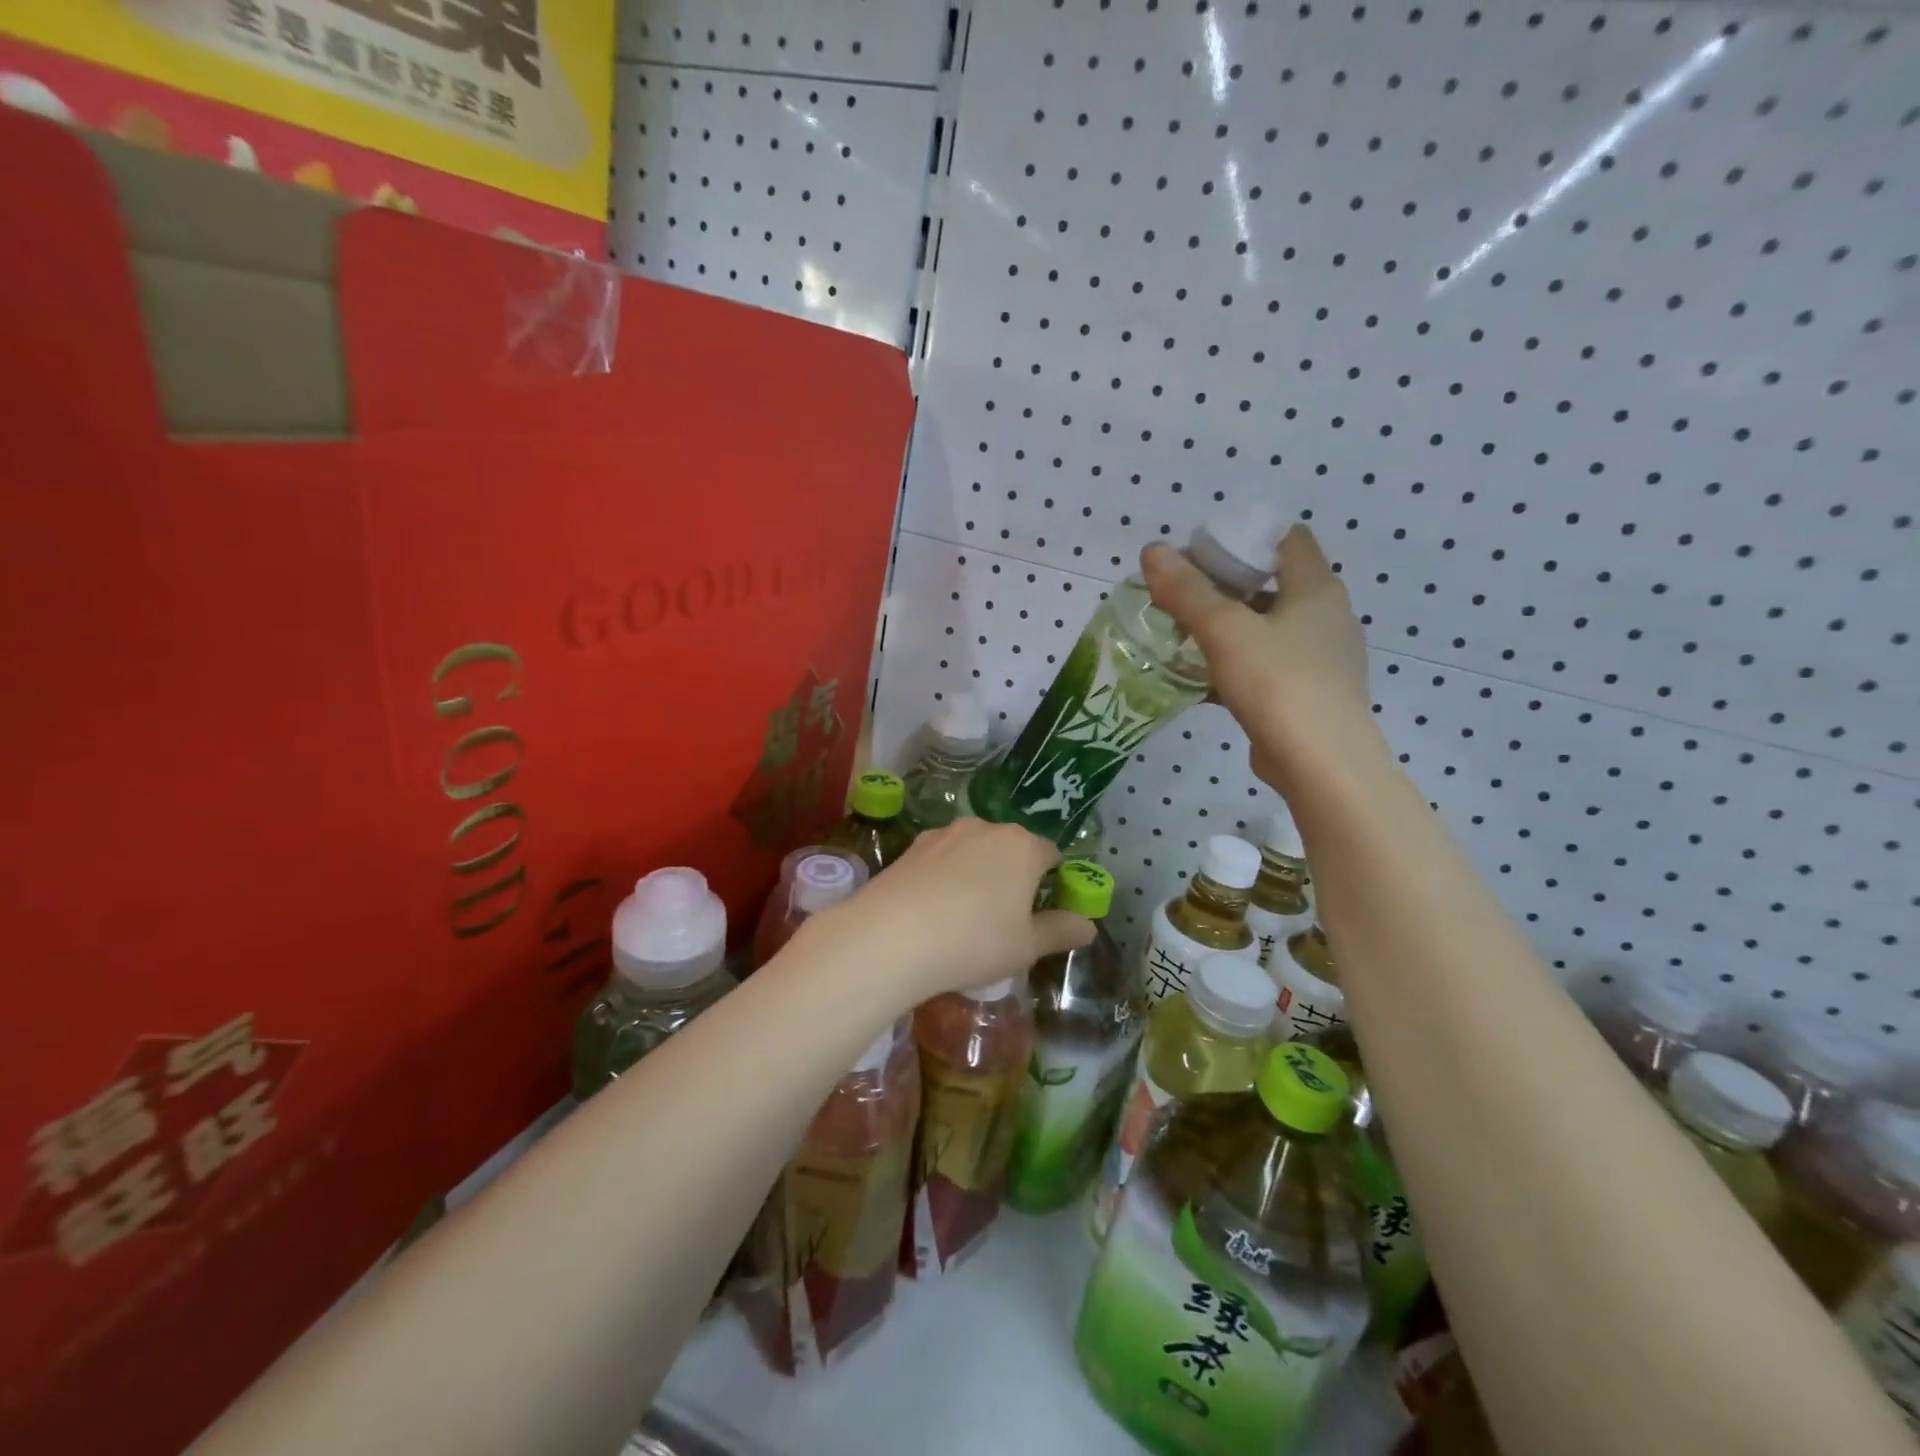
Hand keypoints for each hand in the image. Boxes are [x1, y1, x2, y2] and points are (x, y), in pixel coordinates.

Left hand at [798, 819, 1092, 1009]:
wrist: (891, 936)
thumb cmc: (975, 941)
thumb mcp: (1026, 947)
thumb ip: (1060, 931)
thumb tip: (1088, 926)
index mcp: (1023, 847)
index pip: (1051, 855)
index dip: (1052, 882)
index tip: (1043, 912)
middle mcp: (987, 828)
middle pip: (1012, 849)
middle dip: (1014, 876)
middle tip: (1006, 919)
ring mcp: (946, 833)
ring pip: (975, 851)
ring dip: (978, 874)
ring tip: (966, 917)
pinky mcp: (913, 845)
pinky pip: (943, 859)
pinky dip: (947, 877)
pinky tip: (935, 910)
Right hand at [1141, 525, 1376, 794]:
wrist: (1321, 764)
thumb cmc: (1278, 683)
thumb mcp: (1225, 631)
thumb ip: (1187, 591)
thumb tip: (1152, 551)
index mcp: (1316, 588)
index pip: (1287, 539)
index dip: (1246, 536)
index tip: (1202, 550)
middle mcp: (1325, 617)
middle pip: (1272, 583)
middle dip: (1225, 585)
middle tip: (1180, 593)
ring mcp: (1320, 658)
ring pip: (1266, 628)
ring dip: (1227, 627)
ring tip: (1181, 633)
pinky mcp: (1306, 693)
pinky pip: (1265, 665)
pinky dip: (1234, 663)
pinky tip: (1198, 676)